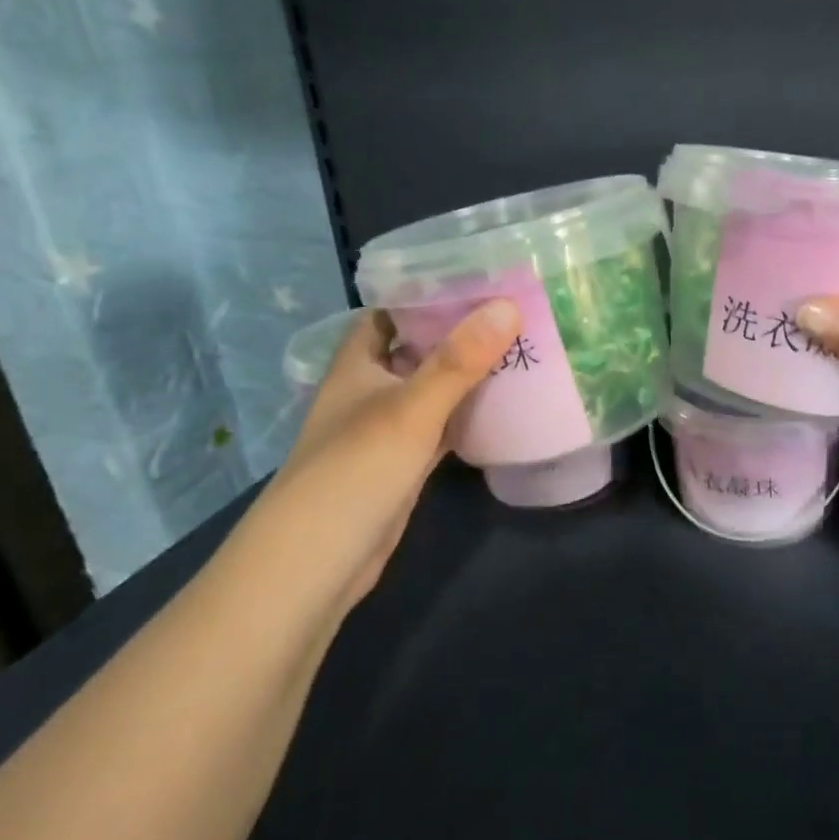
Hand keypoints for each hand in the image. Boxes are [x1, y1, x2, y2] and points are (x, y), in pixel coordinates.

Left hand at [243, 300, 519, 610]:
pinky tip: (507, 406)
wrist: (315, 565)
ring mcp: (388, 428)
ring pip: (433, 388)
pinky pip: (442, 426)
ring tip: (523, 347)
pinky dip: (469, 415)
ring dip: (468, 373)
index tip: (480, 274)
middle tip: (517, 309)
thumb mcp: (409, 410)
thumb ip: (459, 360)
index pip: (391, 310)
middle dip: (460, 330)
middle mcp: (371, 389)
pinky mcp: (404, 464)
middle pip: (418, 347)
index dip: (427, 289)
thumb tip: (508, 305)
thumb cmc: (353, 472)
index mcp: (358, 364)